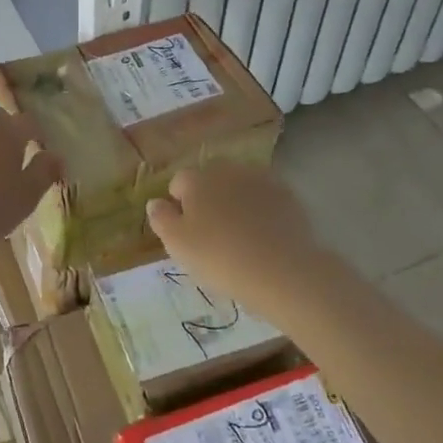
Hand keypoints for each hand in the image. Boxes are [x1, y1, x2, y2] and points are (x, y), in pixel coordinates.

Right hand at [144, 162, 338, 319]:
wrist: (282, 271)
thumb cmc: (220, 257)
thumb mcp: (177, 245)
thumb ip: (161, 219)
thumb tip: (155, 202)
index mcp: (196, 180)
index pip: (179, 182)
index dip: (179, 204)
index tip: (186, 230)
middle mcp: (227, 171)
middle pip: (210, 179)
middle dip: (208, 197)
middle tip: (212, 231)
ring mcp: (260, 180)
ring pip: (239, 185)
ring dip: (235, 200)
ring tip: (240, 233)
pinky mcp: (287, 196)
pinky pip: (265, 198)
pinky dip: (261, 209)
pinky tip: (264, 234)